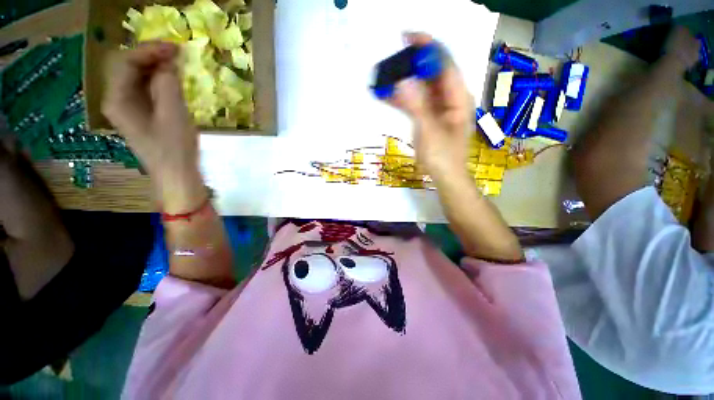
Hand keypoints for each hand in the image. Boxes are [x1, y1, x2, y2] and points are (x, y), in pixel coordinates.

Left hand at [102, 41, 204, 212]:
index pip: (126, 61)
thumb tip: (170, 61)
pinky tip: (173, 80)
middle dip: (151, 55)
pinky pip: (144, 88)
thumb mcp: (174, 115)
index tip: (176, 48)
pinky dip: (158, 79)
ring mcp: (127, 107)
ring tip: (177, 64)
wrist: (176, 174)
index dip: (150, 50)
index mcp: (117, 99)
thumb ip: (168, 84)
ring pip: (136, 75)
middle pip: (127, 65)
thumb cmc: (174, 148)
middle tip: (177, 54)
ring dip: (155, 66)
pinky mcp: (140, 113)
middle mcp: (116, 99)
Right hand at [387, 33, 473, 181]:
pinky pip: (415, 103)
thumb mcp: (429, 131)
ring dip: (404, 82)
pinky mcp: (428, 117)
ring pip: (421, 88)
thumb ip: (417, 106)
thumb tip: (402, 80)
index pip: (444, 64)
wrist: (445, 177)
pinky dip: (402, 99)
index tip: (406, 37)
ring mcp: (438, 108)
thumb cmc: (443, 157)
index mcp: (458, 97)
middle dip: (412, 64)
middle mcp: (450, 98)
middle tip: (391, 59)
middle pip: (431, 73)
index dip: (427, 48)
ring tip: (384, 75)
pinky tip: (387, 95)